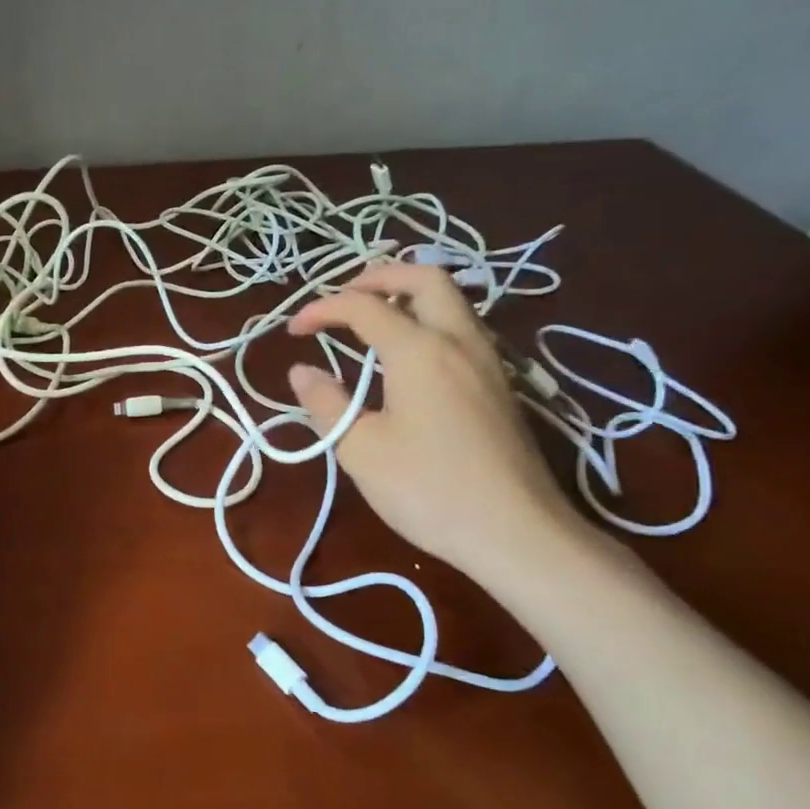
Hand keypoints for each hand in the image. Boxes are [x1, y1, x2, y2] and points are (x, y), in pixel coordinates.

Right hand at [285, 263, 583, 580]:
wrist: (516, 532)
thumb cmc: (428, 490)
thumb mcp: (361, 450)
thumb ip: (327, 402)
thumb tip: (301, 371)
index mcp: (420, 350)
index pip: (363, 307)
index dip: (322, 310)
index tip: (293, 330)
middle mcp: (459, 341)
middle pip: (426, 277)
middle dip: (379, 276)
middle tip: (344, 295)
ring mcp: (487, 361)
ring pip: (452, 300)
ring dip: (409, 294)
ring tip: (374, 315)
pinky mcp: (501, 385)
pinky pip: (463, 328)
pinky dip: (430, 319)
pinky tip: (411, 354)